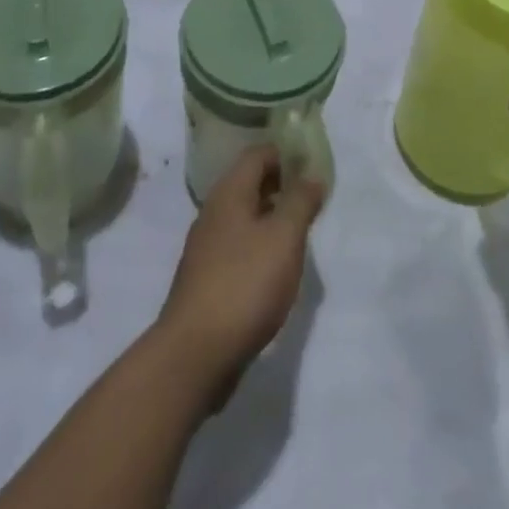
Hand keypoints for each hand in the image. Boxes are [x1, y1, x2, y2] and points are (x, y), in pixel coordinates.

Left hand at [156, 146, 323, 390]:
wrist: (195, 353)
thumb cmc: (245, 284)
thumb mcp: (284, 237)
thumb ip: (301, 201)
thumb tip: (312, 174)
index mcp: (230, 192)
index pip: (258, 154)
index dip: (286, 154)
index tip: (313, 166)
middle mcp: (214, 211)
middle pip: (250, 183)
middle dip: (281, 186)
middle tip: (313, 199)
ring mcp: (207, 246)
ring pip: (244, 216)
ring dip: (272, 218)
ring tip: (300, 234)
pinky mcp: (207, 278)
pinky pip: (238, 247)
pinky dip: (259, 246)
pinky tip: (276, 268)